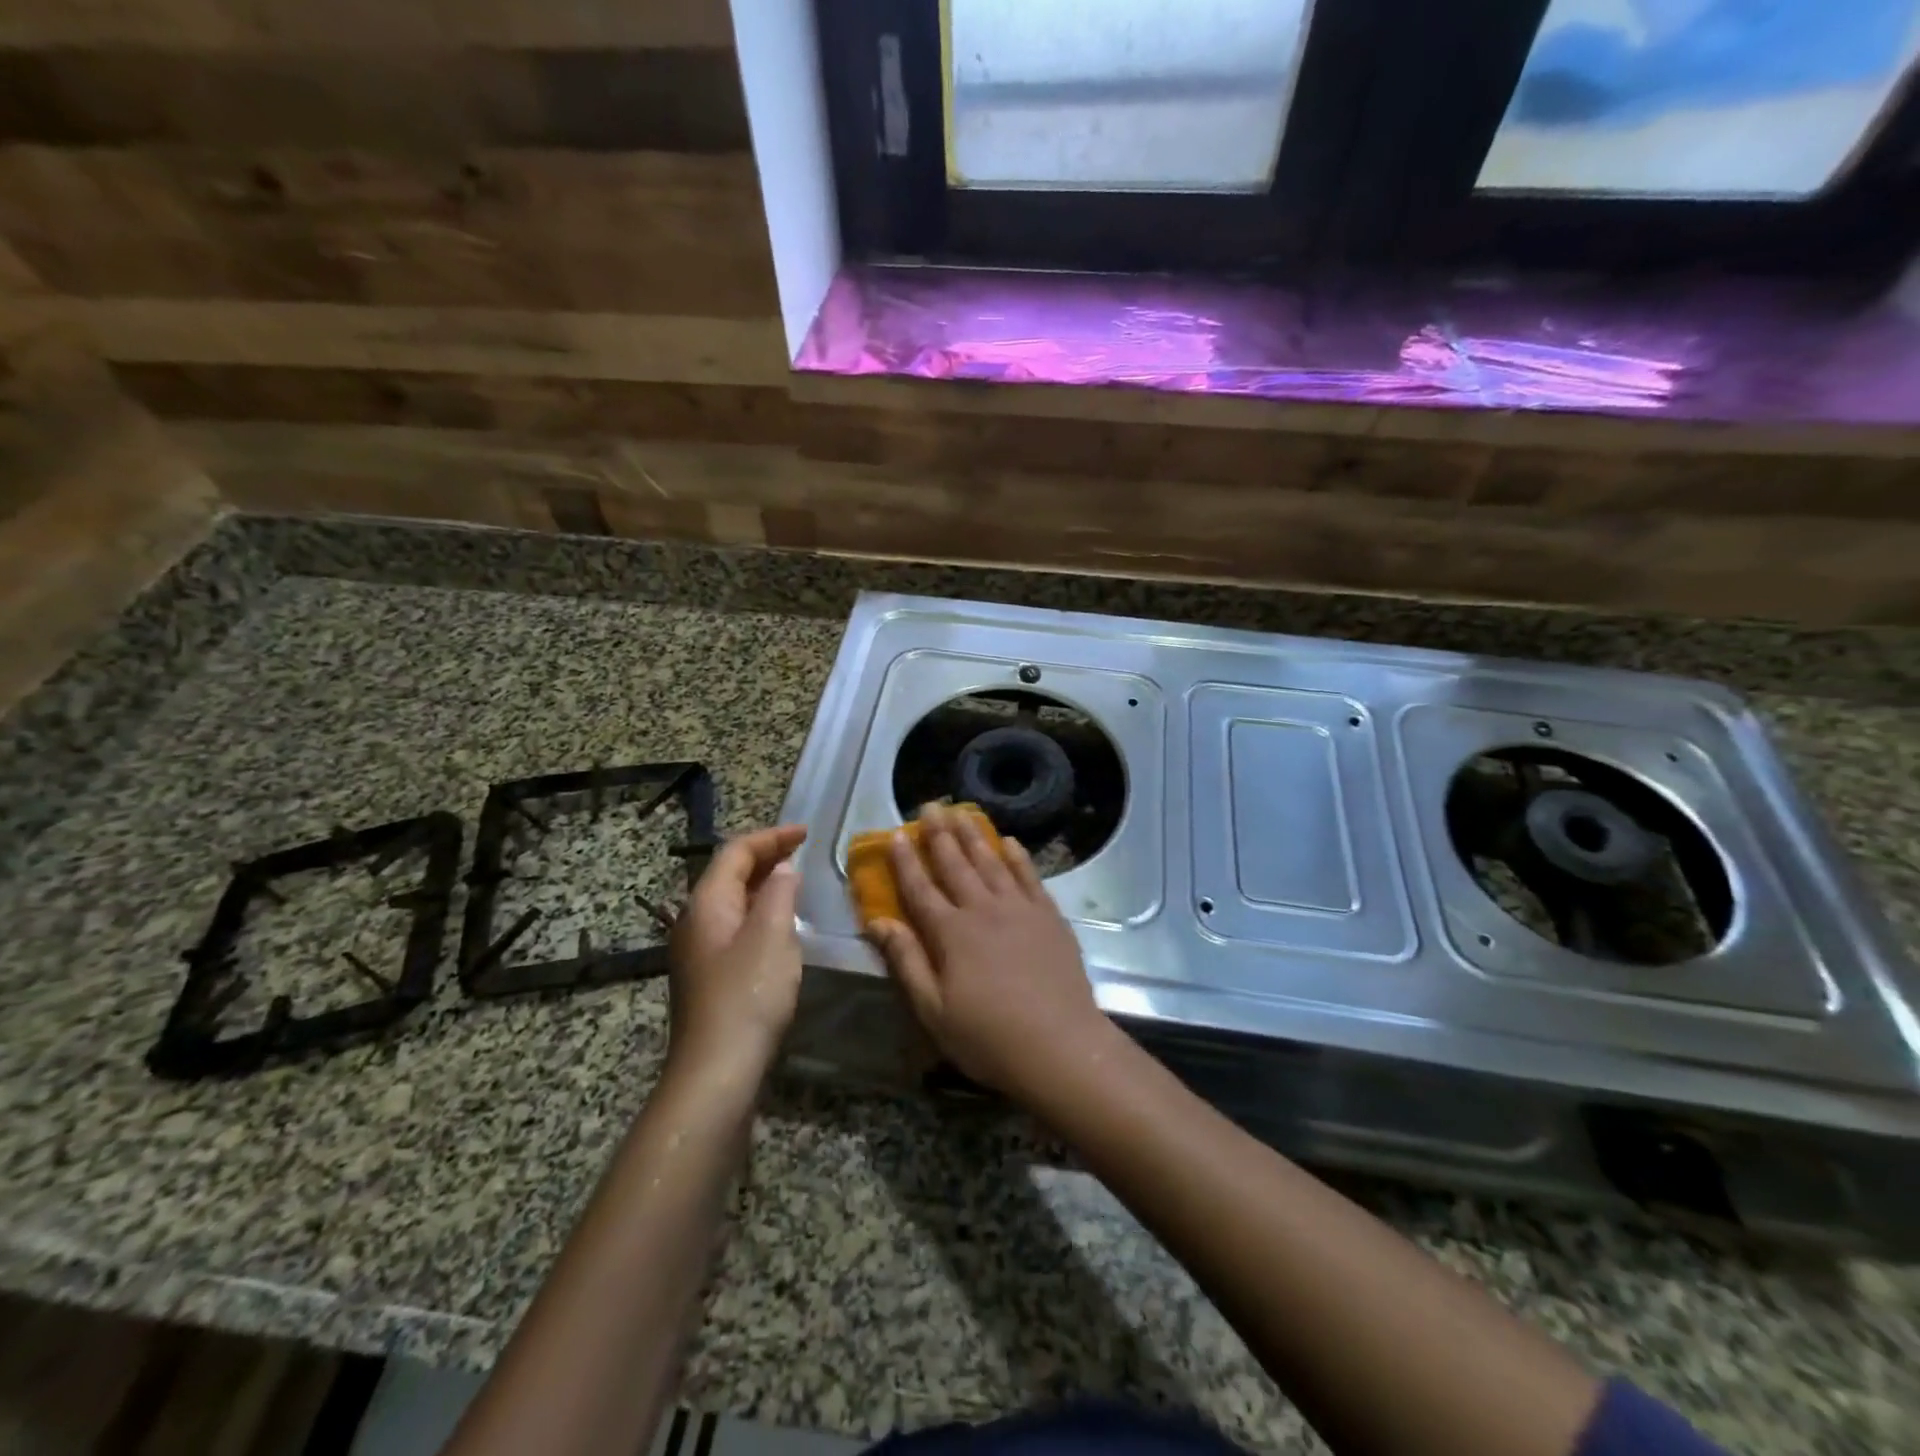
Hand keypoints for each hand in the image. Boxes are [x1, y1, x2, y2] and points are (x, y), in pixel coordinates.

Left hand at [667, 824, 806, 1076]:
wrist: (716, 1071)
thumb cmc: (747, 995)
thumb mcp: (771, 935)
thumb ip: (780, 894)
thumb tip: (784, 871)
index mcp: (706, 903)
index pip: (736, 852)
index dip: (771, 836)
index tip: (806, 832)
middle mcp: (695, 920)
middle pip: (729, 873)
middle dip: (766, 856)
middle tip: (803, 851)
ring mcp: (699, 950)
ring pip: (732, 901)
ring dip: (763, 884)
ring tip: (796, 880)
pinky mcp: (710, 975)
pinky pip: (736, 925)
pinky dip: (760, 911)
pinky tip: (781, 925)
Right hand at [867, 802, 1109, 1100]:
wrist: (1061, 1045)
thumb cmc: (989, 1037)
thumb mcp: (934, 1011)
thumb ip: (907, 962)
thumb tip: (879, 922)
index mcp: (951, 933)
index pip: (920, 888)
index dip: (905, 861)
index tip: (896, 834)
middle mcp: (983, 910)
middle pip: (956, 864)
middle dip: (939, 834)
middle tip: (930, 805)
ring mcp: (1020, 909)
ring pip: (991, 862)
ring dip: (974, 836)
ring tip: (962, 812)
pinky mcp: (1049, 916)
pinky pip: (1029, 876)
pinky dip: (1018, 857)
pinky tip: (1010, 842)